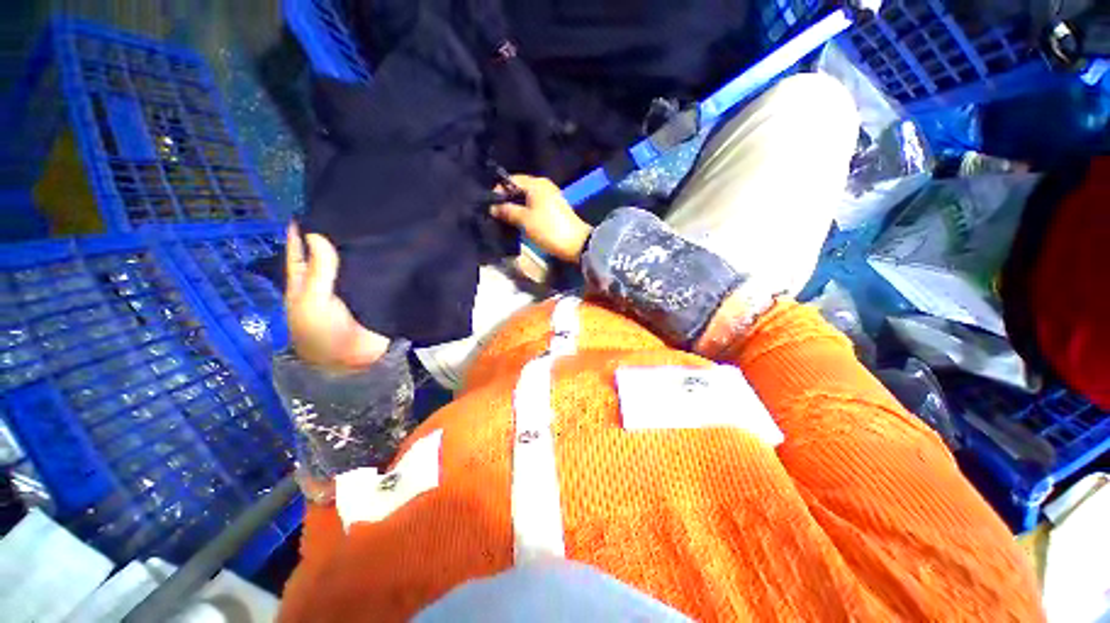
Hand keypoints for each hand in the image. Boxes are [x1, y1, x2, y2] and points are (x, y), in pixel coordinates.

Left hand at [285, 223, 389, 371]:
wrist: (355, 362)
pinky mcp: (375, 296)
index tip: (312, 209)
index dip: (301, 233)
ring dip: (360, 248)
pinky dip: (380, 263)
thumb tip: (317, 233)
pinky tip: (389, 248)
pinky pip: (376, 275)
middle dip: (335, 235)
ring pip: (354, 263)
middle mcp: (328, 283)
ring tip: (371, 225)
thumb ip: (318, 270)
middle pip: (328, 254)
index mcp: (305, 283)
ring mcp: (353, 290)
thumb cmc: (323, 333)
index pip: (299, 253)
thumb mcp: (312, 300)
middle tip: (349, 211)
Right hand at [491, 175, 592, 262]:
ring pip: (527, 199)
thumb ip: (507, 211)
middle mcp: (544, 186)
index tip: (490, 205)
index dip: (498, 191)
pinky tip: (519, 222)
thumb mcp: (524, 220)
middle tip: (496, 214)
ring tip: (505, 219)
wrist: (576, 244)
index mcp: (536, 184)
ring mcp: (550, 197)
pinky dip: (526, 212)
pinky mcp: (554, 209)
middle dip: (507, 200)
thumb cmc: (549, 229)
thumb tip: (493, 207)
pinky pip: (535, 206)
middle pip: (519, 189)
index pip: (511, 180)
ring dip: (516, 207)